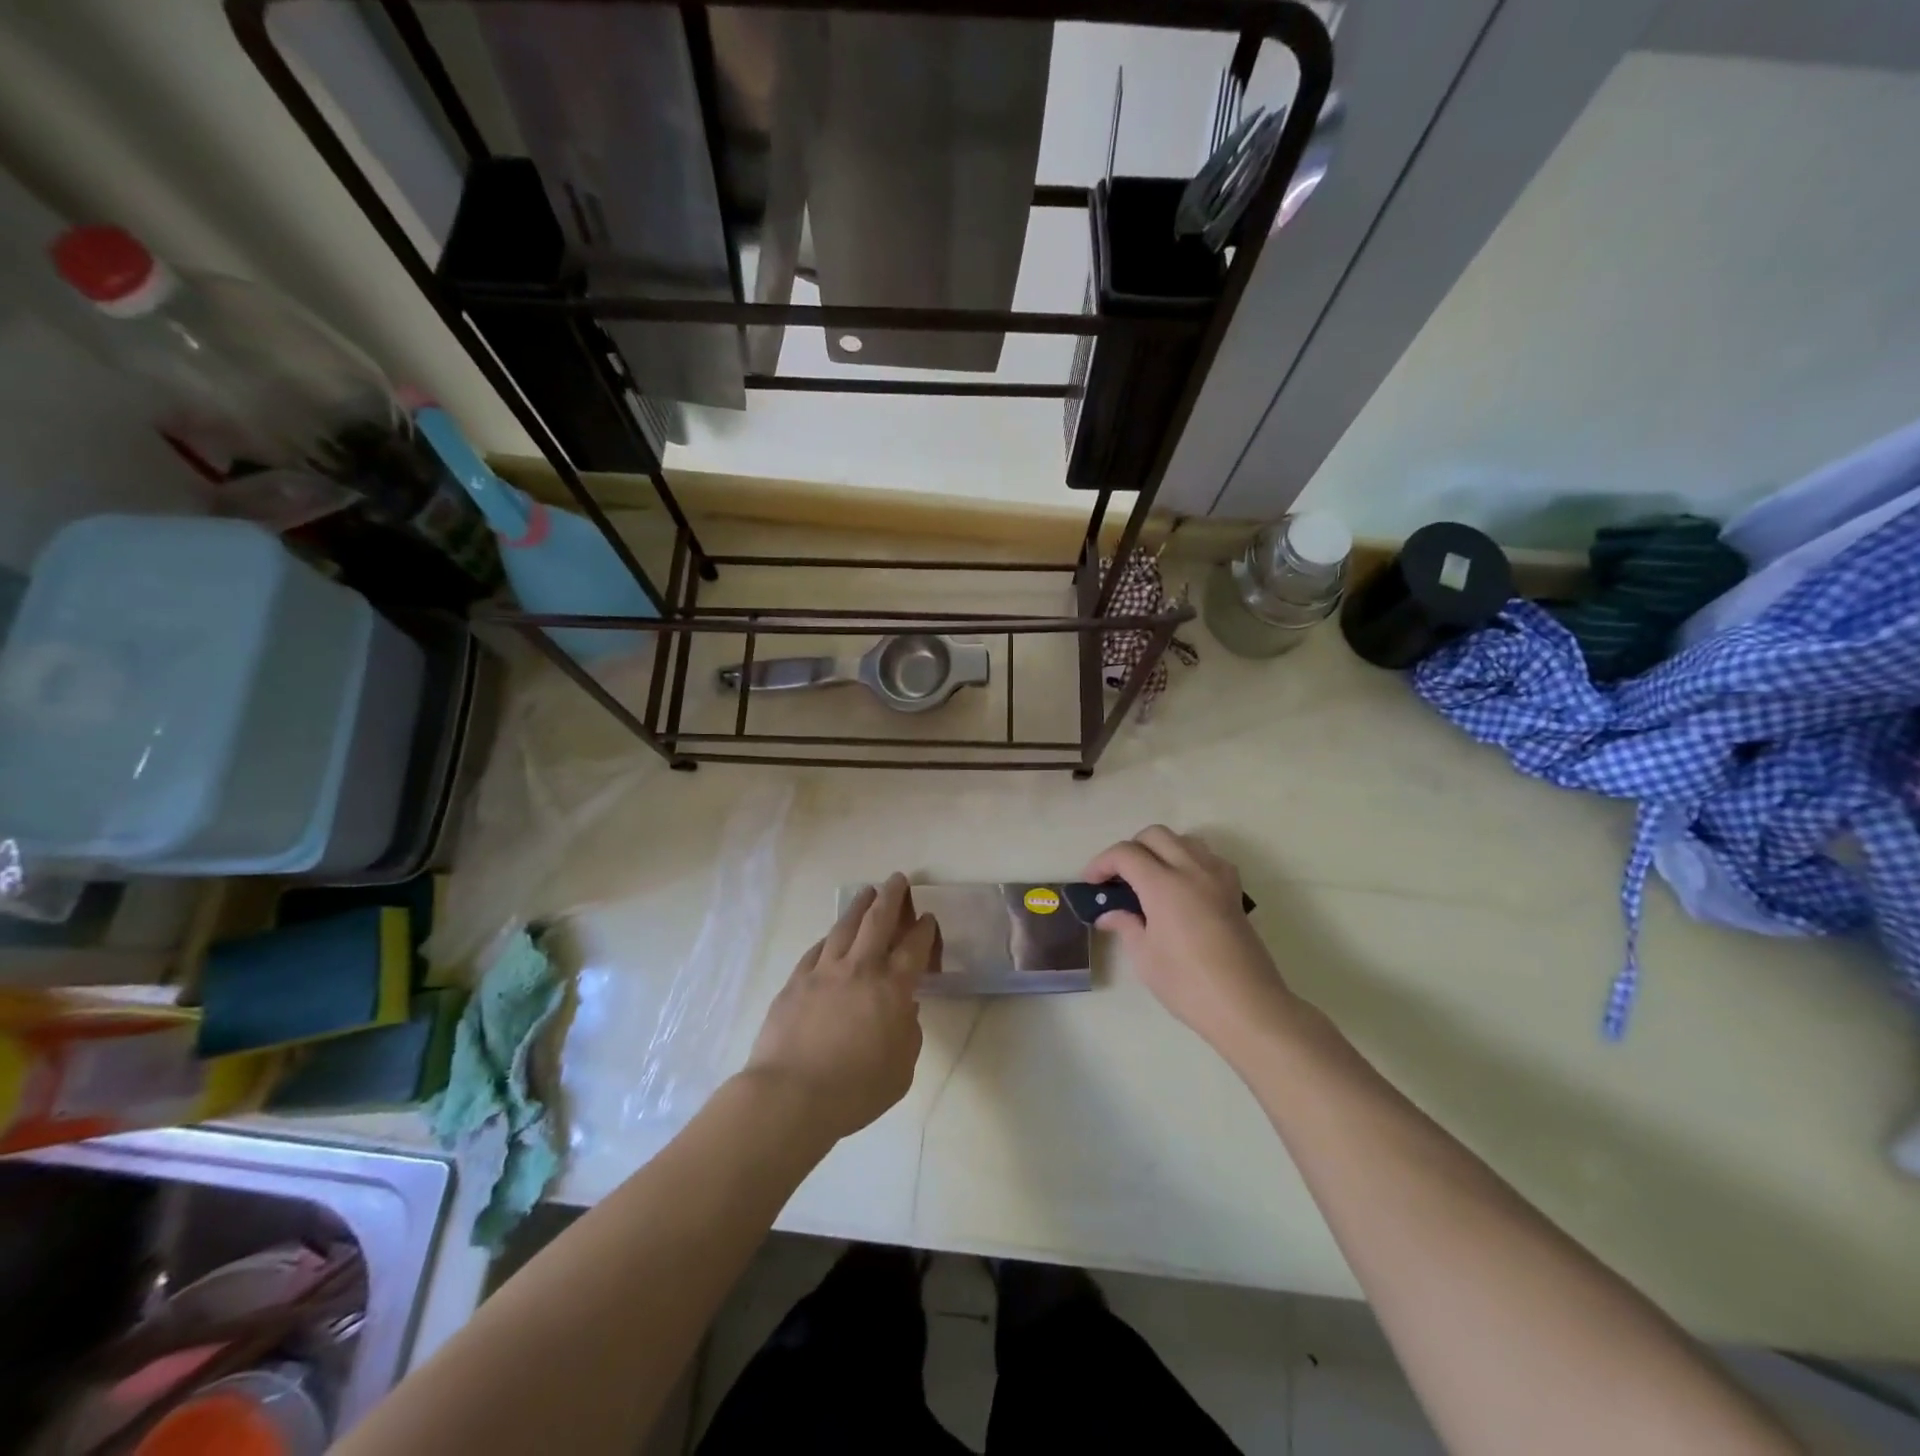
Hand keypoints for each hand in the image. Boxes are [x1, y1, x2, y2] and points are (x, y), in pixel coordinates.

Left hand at [742, 873, 936, 1141]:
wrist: (790, 1096)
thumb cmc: (855, 1090)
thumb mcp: (901, 1070)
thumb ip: (908, 1033)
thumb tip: (904, 1010)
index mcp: (892, 988)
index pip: (913, 947)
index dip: (923, 929)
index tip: (927, 917)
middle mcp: (859, 969)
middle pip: (878, 920)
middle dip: (891, 896)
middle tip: (897, 879)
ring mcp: (823, 972)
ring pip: (844, 927)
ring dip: (859, 906)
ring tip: (867, 892)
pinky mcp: (795, 982)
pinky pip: (816, 950)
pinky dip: (828, 938)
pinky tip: (830, 936)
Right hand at [1082, 827, 1295, 1059]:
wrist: (1247, 1006)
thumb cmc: (1188, 984)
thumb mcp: (1145, 957)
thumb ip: (1126, 925)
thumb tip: (1109, 914)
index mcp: (1164, 884)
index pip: (1126, 853)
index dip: (1102, 862)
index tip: (1091, 882)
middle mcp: (1191, 870)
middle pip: (1155, 835)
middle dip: (1130, 848)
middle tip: (1118, 877)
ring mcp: (1217, 878)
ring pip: (1184, 840)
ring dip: (1161, 849)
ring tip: (1149, 878)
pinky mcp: (1234, 891)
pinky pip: (1208, 858)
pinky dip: (1189, 860)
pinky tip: (1182, 886)